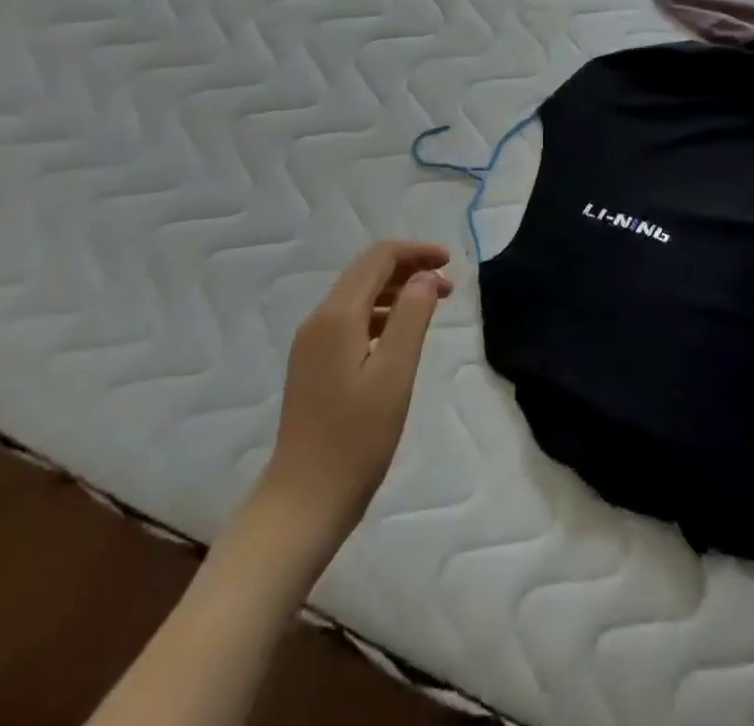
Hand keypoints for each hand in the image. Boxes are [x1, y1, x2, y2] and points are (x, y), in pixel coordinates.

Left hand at [255, 240, 452, 552]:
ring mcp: (312, 343)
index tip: (450, 263)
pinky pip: (351, 319)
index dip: (416, 252)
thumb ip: (412, 317)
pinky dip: (381, 313)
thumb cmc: (355, 439)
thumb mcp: (394, 374)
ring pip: (358, 295)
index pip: (378, 258)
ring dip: (397, 290)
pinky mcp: (313, 364)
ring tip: (432, 306)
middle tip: (447, 286)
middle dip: (408, 268)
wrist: (303, 502)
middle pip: (366, 271)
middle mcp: (319, 319)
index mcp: (337, 316)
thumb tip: (425, 276)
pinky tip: (401, 335)